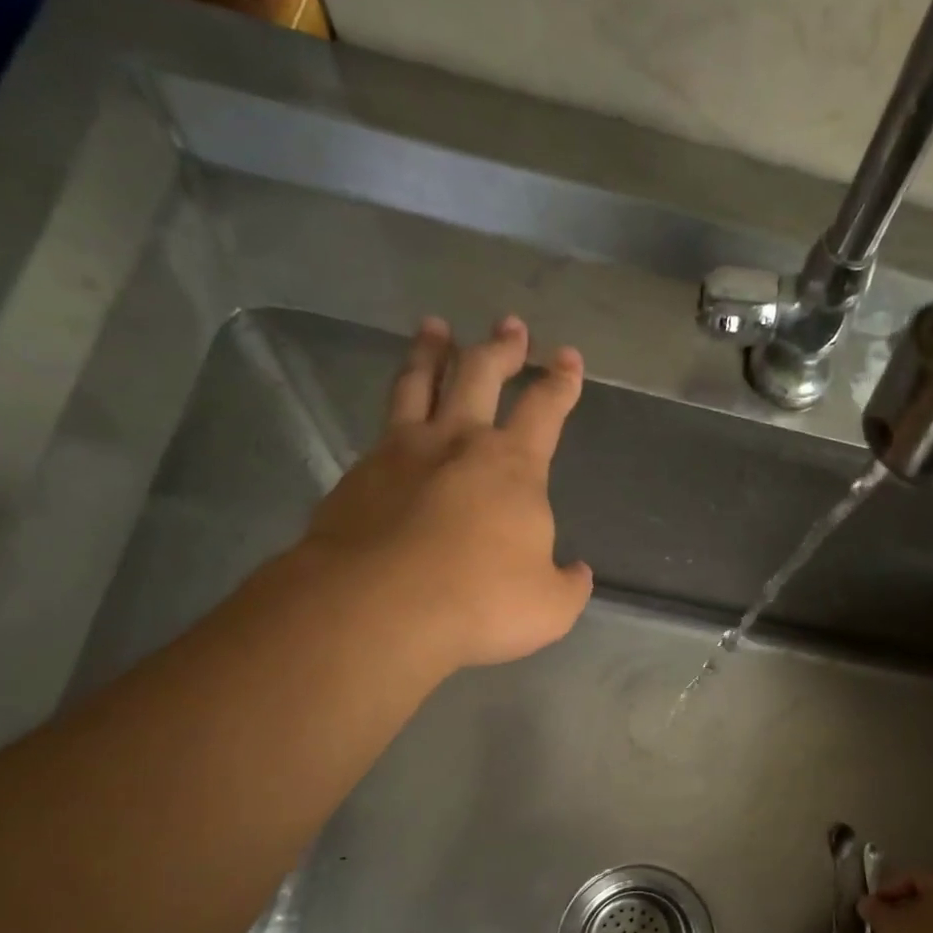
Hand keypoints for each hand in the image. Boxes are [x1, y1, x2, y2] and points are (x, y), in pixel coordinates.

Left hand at [301, 314, 593, 669]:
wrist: (378, 607)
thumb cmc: (480, 602)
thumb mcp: (549, 607)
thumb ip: (568, 585)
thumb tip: (576, 571)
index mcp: (513, 467)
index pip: (545, 409)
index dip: (561, 381)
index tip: (568, 357)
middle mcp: (457, 443)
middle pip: (480, 374)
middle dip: (500, 347)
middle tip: (508, 325)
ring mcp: (400, 453)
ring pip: (418, 383)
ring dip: (431, 352)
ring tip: (434, 328)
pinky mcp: (356, 475)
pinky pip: (381, 428)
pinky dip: (394, 410)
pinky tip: (394, 419)